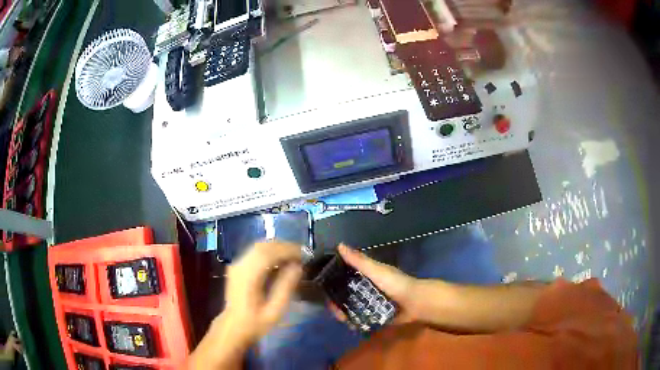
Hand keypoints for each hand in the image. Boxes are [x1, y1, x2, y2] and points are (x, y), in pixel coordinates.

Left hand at [222, 241, 302, 342]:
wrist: (233, 326)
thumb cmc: (256, 322)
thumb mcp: (275, 311)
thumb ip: (285, 287)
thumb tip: (298, 267)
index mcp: (248, 276)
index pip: (268, 252)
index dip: (287, 249)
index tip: (304, 254)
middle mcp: (240, 265)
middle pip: (263, 246)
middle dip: (284, 246)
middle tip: (302, 254)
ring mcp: (237, 265)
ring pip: (258, 247)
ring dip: (277, 248)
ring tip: (294, 257)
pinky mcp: (237, 267)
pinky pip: (255, 252)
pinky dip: (270, 252)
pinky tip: (280, 261)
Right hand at [330, 244, 419, 323]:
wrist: (415, 303)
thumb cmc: (395, 284)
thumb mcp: (376, 270)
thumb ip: (359, 260)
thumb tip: (339, 245)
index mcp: (367, 275)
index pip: (345, 276)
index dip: (334, 281)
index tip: (324, 289)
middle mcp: (367, 288)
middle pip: (346, 294)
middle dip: (338, 302)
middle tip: (334, 311)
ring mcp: (371, 303)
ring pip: (352, 307)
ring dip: (345, 313)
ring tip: (342, 319)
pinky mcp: (376, 315)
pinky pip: (361, 318)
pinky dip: (355, 321)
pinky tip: (351, 325)